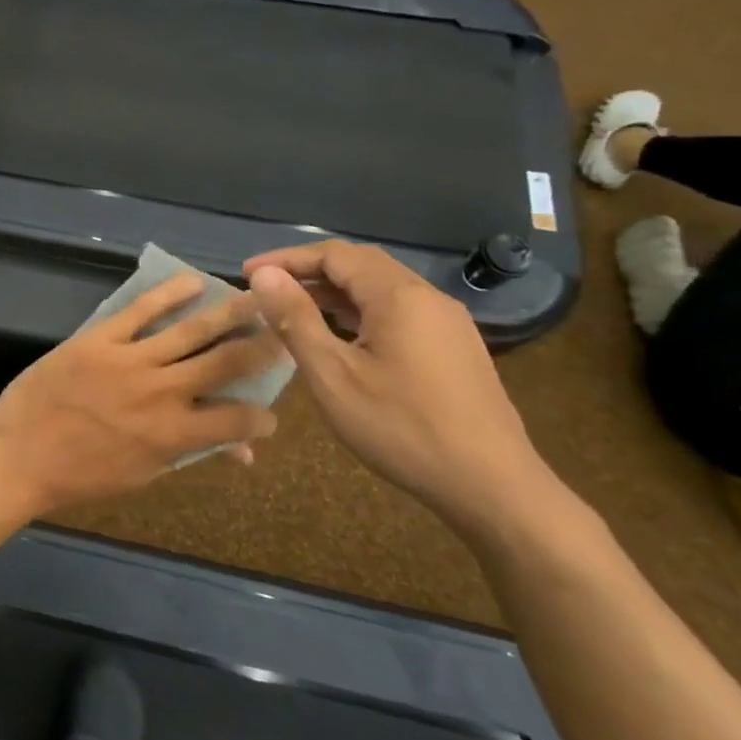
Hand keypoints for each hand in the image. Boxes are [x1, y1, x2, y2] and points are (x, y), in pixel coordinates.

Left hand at [0, 273, 281, 515]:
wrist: (19, 455)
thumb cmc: (79, 476)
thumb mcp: (142, 475)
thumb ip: (190, 454)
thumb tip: (238, 453)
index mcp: (173, 434)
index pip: (236, 420)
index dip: (261, 417)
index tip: (270, 411)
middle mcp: (161, 392)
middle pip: (224, 363)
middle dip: (260, 347)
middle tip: (282, 331)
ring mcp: (130, 360)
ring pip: (191, 330)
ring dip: (228, 313)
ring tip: (254, 298)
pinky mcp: (99, 338)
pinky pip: (140, 310)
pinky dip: (169, 294)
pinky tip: (192, 282)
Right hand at [243, 242, 557, 539]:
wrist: (492, 485)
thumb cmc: (401, 427)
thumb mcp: (333, 374)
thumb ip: (296, 318)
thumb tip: (264, 275)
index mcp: (399, 296)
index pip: (334, 254)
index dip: (287, 259)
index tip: (248, 274)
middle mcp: (427, 297)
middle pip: (361, 265)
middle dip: (309, 271)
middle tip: (267, 289)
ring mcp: (447, 323)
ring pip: (381, 289)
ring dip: (334, 292)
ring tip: (294, 309)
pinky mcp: (455, 348)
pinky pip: (399, 312)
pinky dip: (360, 311)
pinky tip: (341, 337)